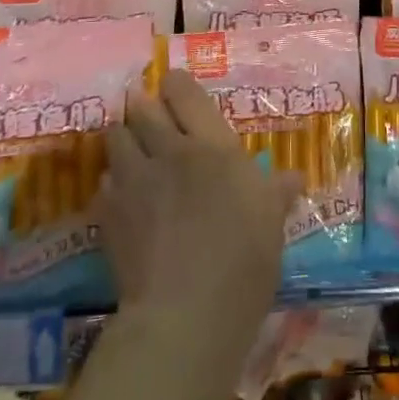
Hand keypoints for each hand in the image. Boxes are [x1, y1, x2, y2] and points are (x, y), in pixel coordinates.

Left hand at [100, 70, 299, 358]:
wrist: (186, 314)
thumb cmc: (243, 261)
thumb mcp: (272, 222)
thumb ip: (277, 192)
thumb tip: (294, 177)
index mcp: (213, 146)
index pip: (185, 94)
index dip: (176, 85)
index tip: (174, 86)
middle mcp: (170, 152)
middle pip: (143, 108)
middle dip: (142, 104)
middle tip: (147, 110)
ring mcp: (134, 180)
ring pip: (116, 137)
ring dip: (122, 136)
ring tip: (129, 144)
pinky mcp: (109, 213)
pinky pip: (104, 182)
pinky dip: (112, 182)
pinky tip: (121, 195)